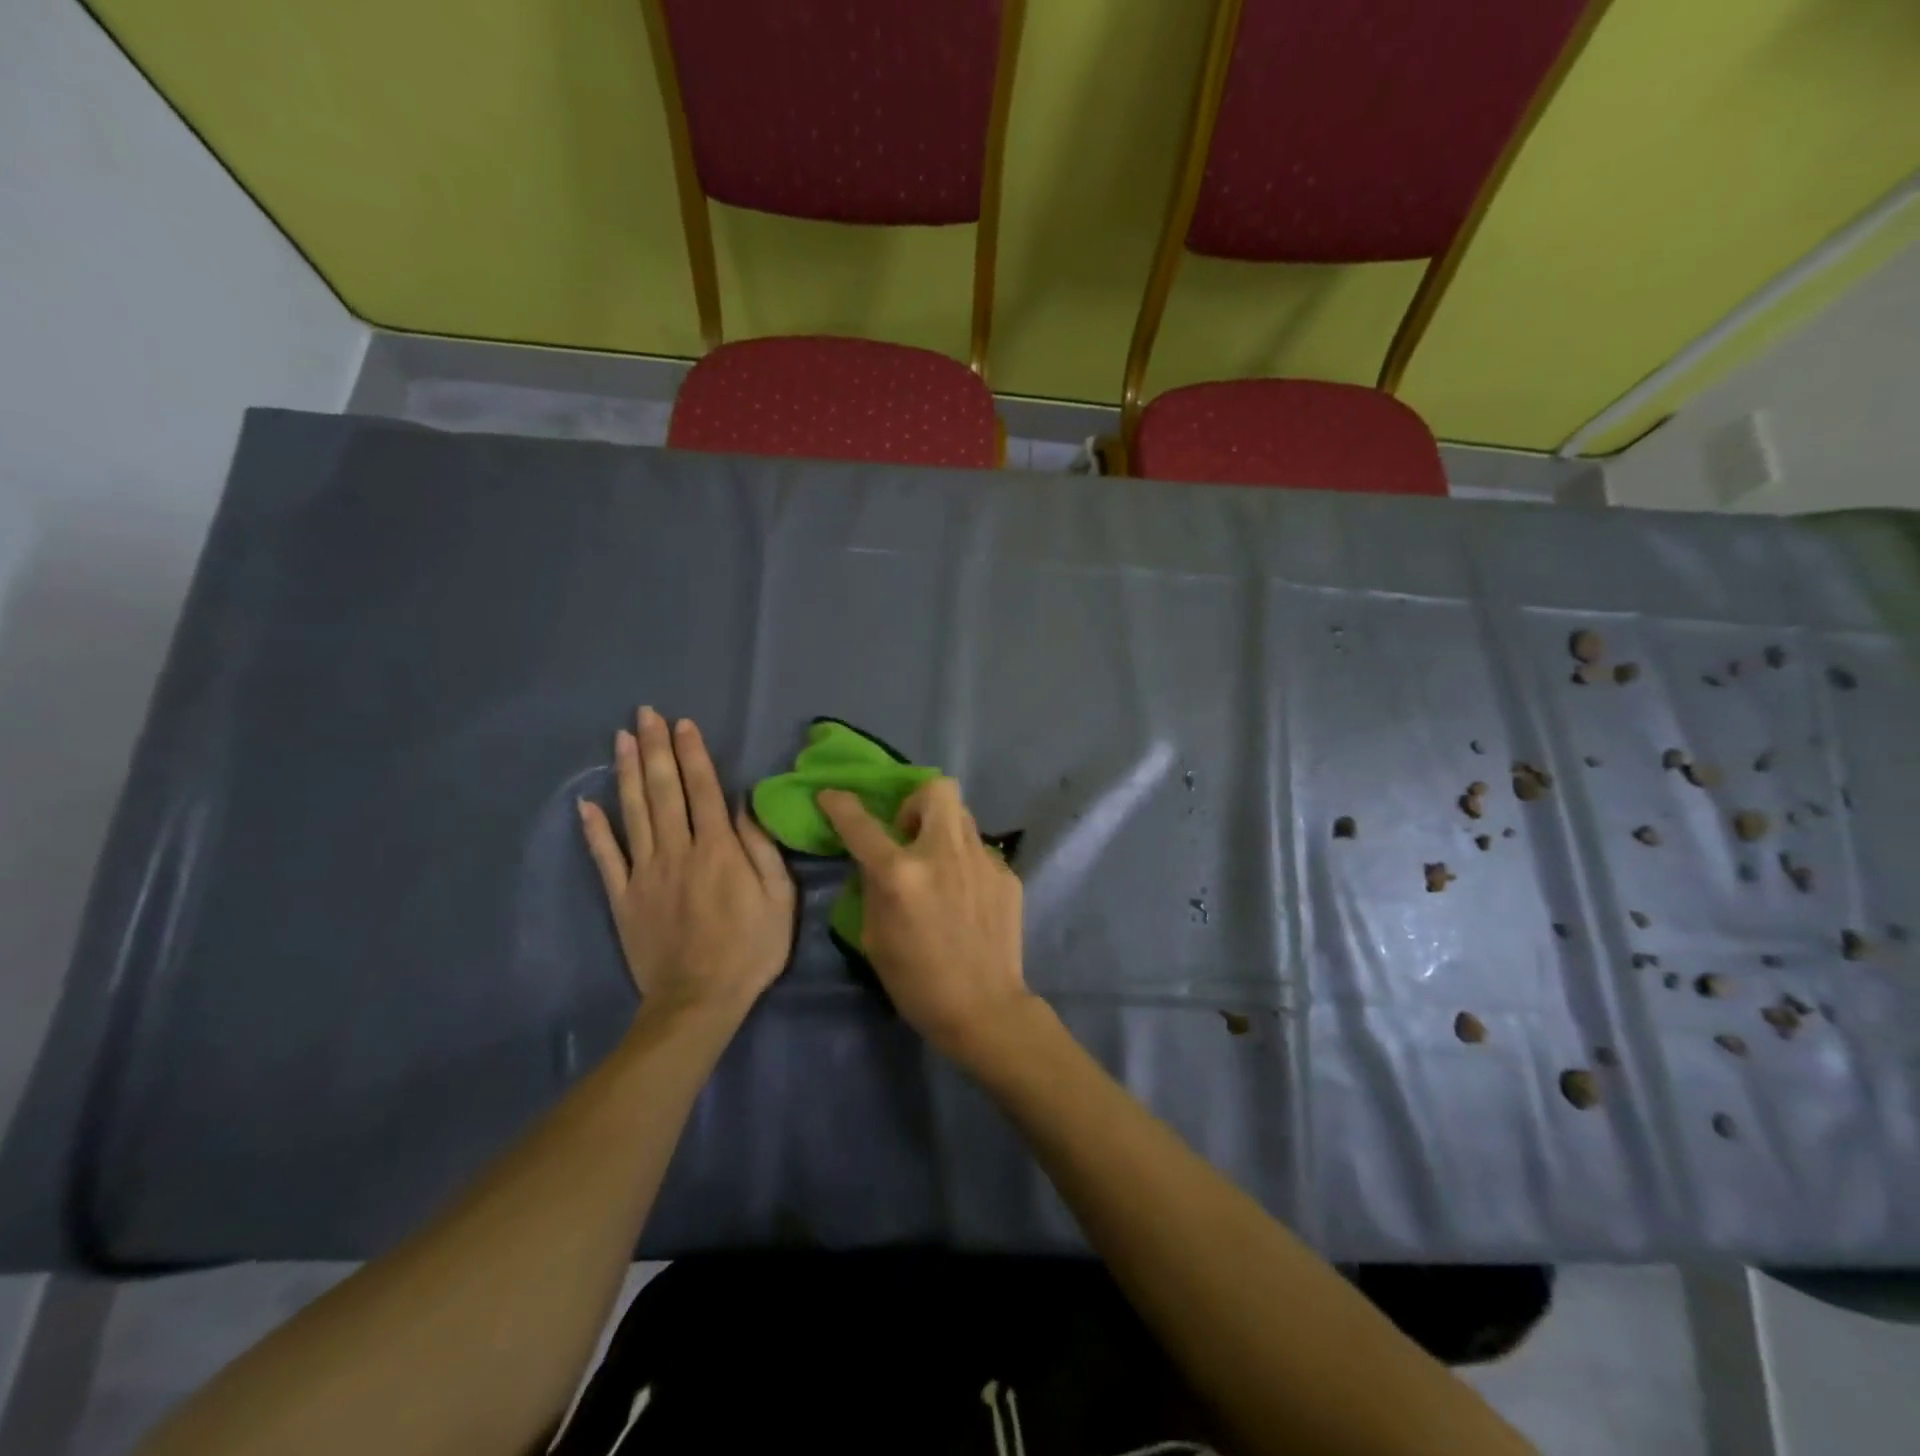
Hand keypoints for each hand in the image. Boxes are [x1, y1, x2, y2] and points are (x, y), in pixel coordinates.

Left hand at [579, 708, 795, 1022]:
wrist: (699, 1001)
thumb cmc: (750, 949)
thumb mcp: (779, 899)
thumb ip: (761, 850)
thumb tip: (742, 807)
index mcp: (719, 850)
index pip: (703, 790)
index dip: (693, 754)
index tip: (683, 723)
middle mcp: (678, 851)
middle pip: (664, 791)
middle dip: (656, 749)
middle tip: (644, 714)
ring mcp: (645, 873)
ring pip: (634, 813)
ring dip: (628, 773)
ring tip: (621, 739)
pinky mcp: (623, 897)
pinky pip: (605, 857)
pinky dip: (594, 829)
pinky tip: (586, 803)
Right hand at [816, 778, 1033, 1062]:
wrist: (985, 1009)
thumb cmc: (917, 983)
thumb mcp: (874, 937)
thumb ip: (873, 887)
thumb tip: (877, 862)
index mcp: (901, 874)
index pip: (862, 824)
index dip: (840, 804)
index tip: (832, 796)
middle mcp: (943, 854)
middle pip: (936, 788)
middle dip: (916, 802)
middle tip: (909, 835)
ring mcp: (982, 860)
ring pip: (962, 816)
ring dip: (942, 830)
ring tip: (939, 866)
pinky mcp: (1007, 874)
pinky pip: (979, 851)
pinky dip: (965, 863)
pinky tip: (966, 896)